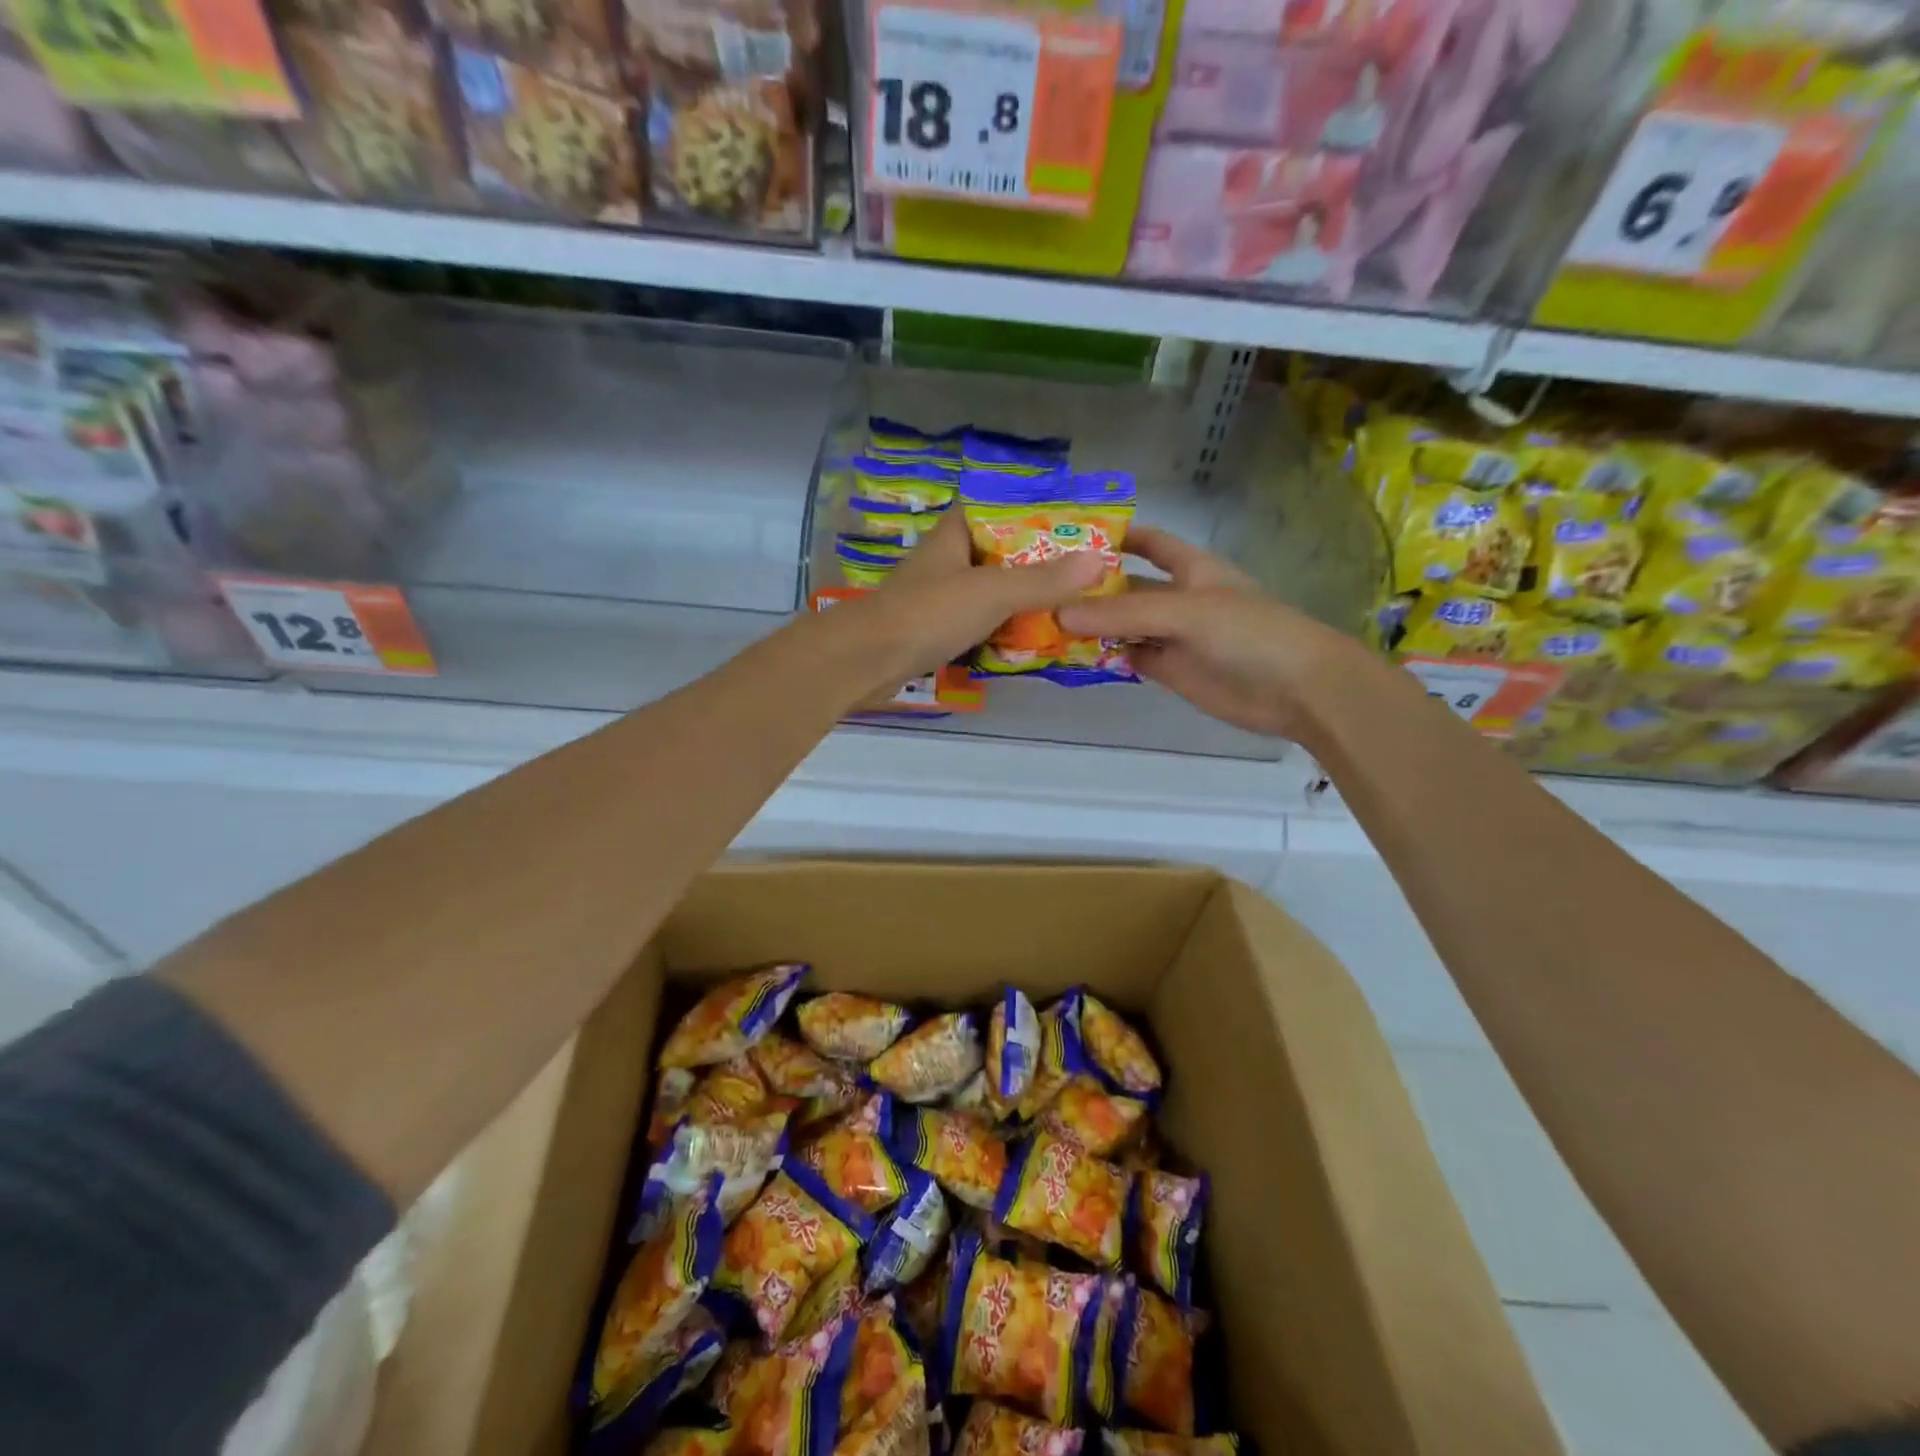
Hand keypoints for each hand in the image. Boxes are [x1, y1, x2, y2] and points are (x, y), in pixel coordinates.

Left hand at [831, 511, 1106, 691]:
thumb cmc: (929, 613)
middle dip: (1035, 563)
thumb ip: (1043, 579)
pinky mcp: (932, 631)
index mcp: (955, 535)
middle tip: (1080, 574)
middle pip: (998, 553)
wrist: (867, 660)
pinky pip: (976, 623)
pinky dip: (1000, 629)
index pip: (995, 508)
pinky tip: (1028, 640)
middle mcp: (945, 560)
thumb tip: (1097, 559)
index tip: (1070, 525)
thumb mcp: (993, 592)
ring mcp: (937, 597)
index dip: (1031, 512)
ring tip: (1065, 607)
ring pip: (987, 591)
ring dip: (1019, 600)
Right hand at [1055, 527, 1364, 738]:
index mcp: (1190, 567)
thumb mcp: (1185, 612)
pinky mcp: (1170, 669)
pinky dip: (1104, 656)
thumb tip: (1059, 614)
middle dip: (1090, 586)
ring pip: (1123, 625)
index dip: (1115, 535)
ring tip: (1041, 621)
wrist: (1297, 690)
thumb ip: (1124, 613)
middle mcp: (1178, 597)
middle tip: (1037, 587)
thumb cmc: (1249, 633)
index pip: (1149, 542)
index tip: (1068, 536)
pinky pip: (1130, 656)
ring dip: (1091, 624)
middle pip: (1127, 586)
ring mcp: (1173, 636)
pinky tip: (1070, 654)